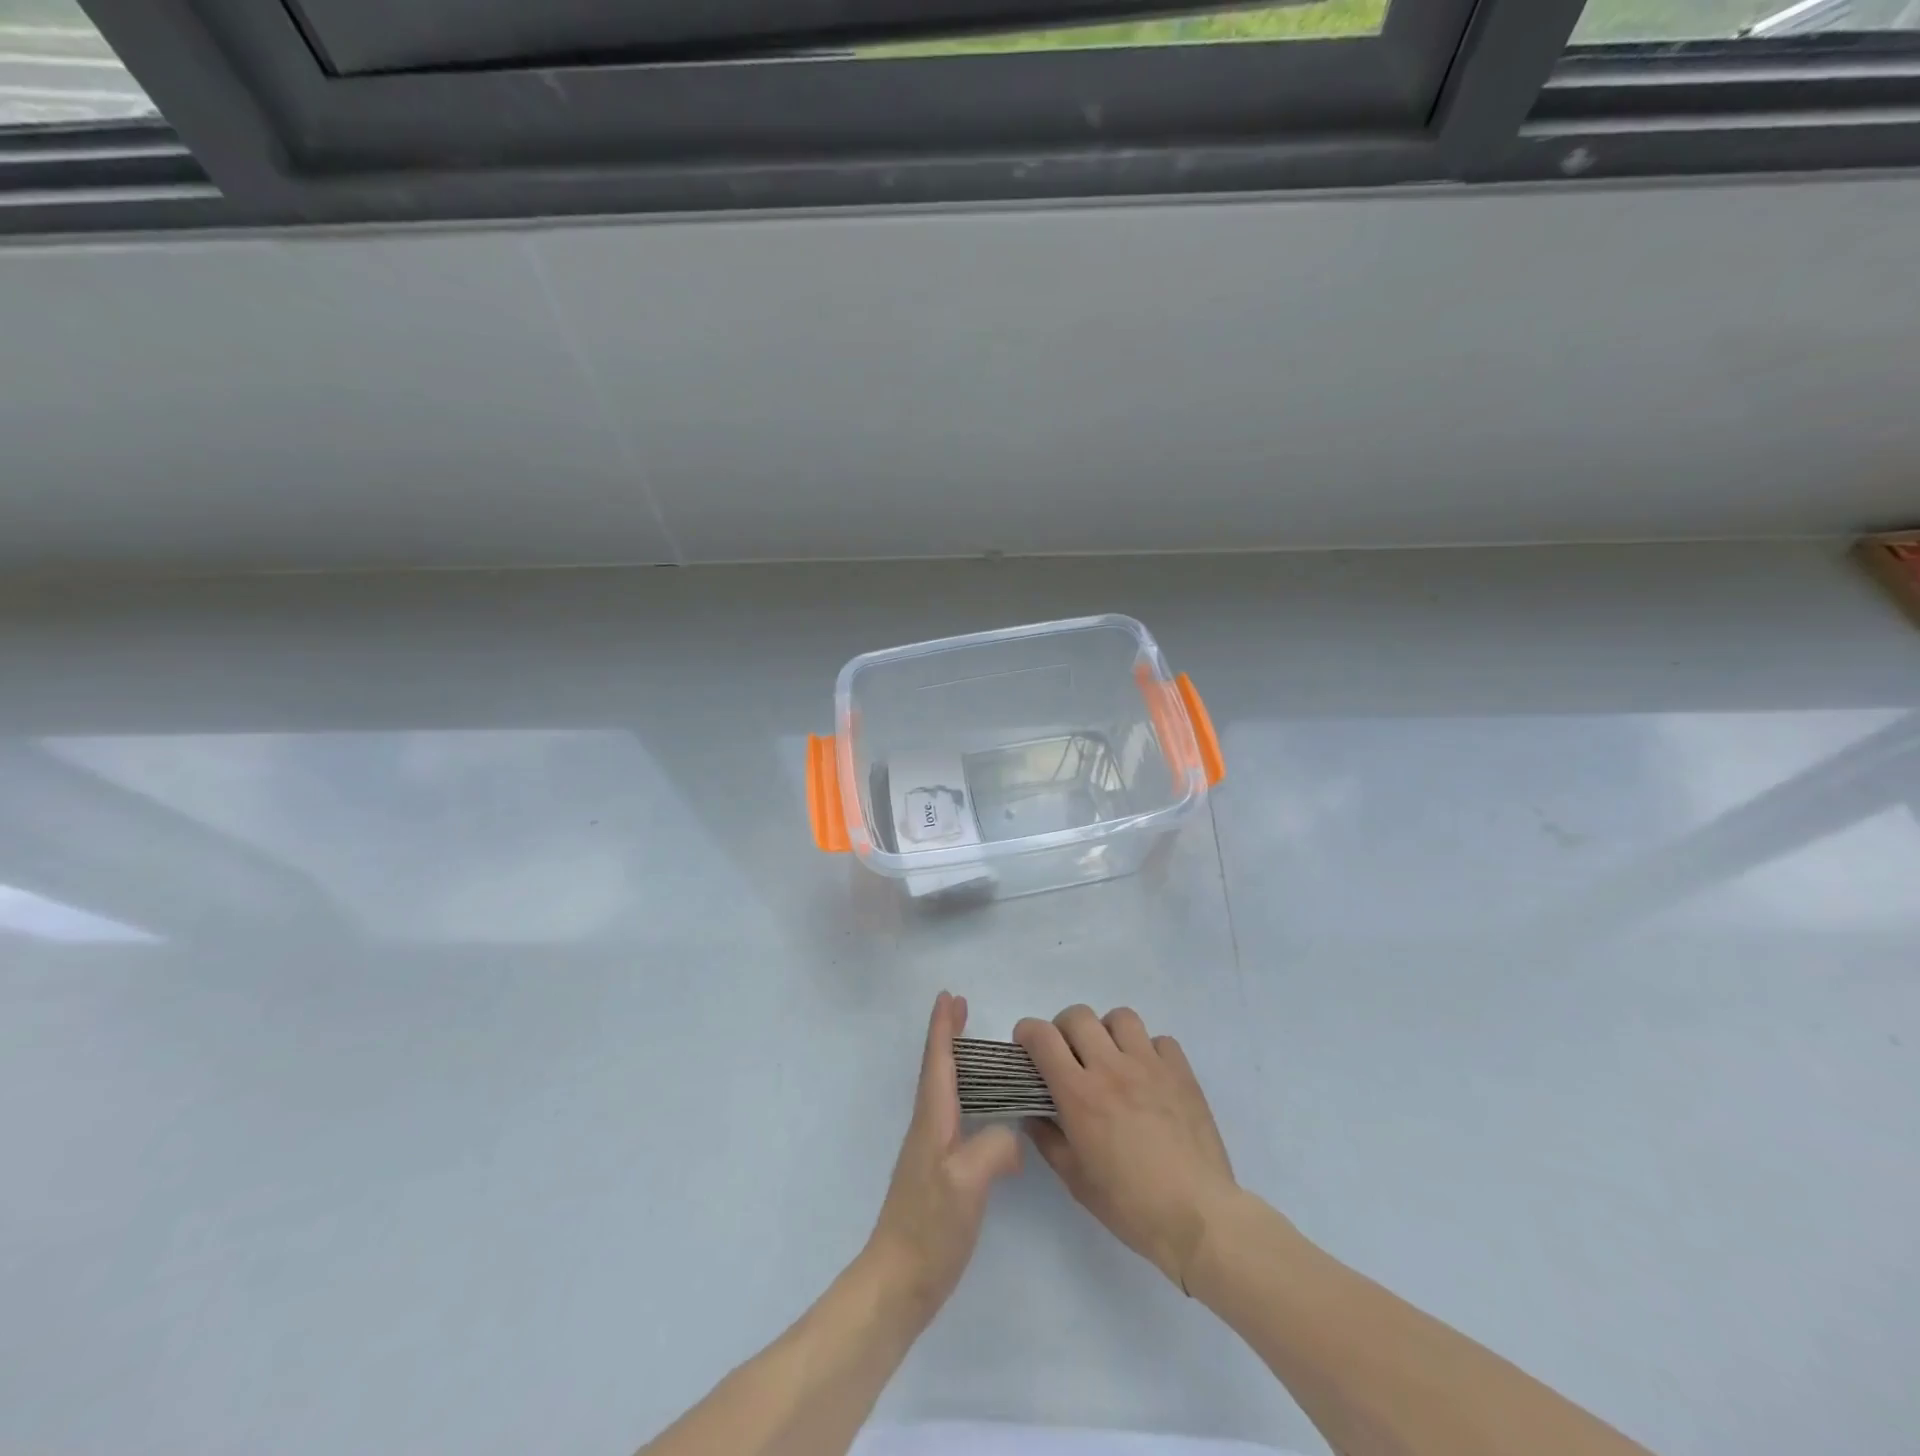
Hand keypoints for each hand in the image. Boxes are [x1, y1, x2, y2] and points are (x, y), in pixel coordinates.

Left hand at [866, 992, 1022, 1325]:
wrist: (898, 1282)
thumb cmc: (930, 1227)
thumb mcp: (967, 1184)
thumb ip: (994, 1149)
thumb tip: (1012, 1138)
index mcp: (933, 1120)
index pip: (938, 1062)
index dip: (943, 1028)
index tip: (949, 996)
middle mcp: (928, 1127)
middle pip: (938, 1069)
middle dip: (947, 1035)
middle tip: (960, 1006)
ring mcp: (930, 1151)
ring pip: (944, 1090)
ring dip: (956, 1061)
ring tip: (974, 1045)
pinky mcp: (938, 1173)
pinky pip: (953, 1116)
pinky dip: (965, 1095)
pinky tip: (983, 1110)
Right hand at [1014, 1005, 1239, 1291]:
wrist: (1198, 1217)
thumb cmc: (1130, 1205)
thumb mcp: (1075, 1179)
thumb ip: (1048, 1139)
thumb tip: (1033, 1114)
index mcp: (1079, 1094)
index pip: (1043, 1037)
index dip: (1027, 1033)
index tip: (1026, 1047)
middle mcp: (1111, 1068)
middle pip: (1078, 1016)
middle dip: (1064, 1029)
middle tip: (1068, 1055)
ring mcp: (1150, 1065)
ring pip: (1120, 1018)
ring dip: (1107, 1032)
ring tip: (1110, 1058)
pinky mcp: (1181, 1072)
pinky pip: (1160, 1040)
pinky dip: (1148, 1049)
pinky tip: (1148, 1076)